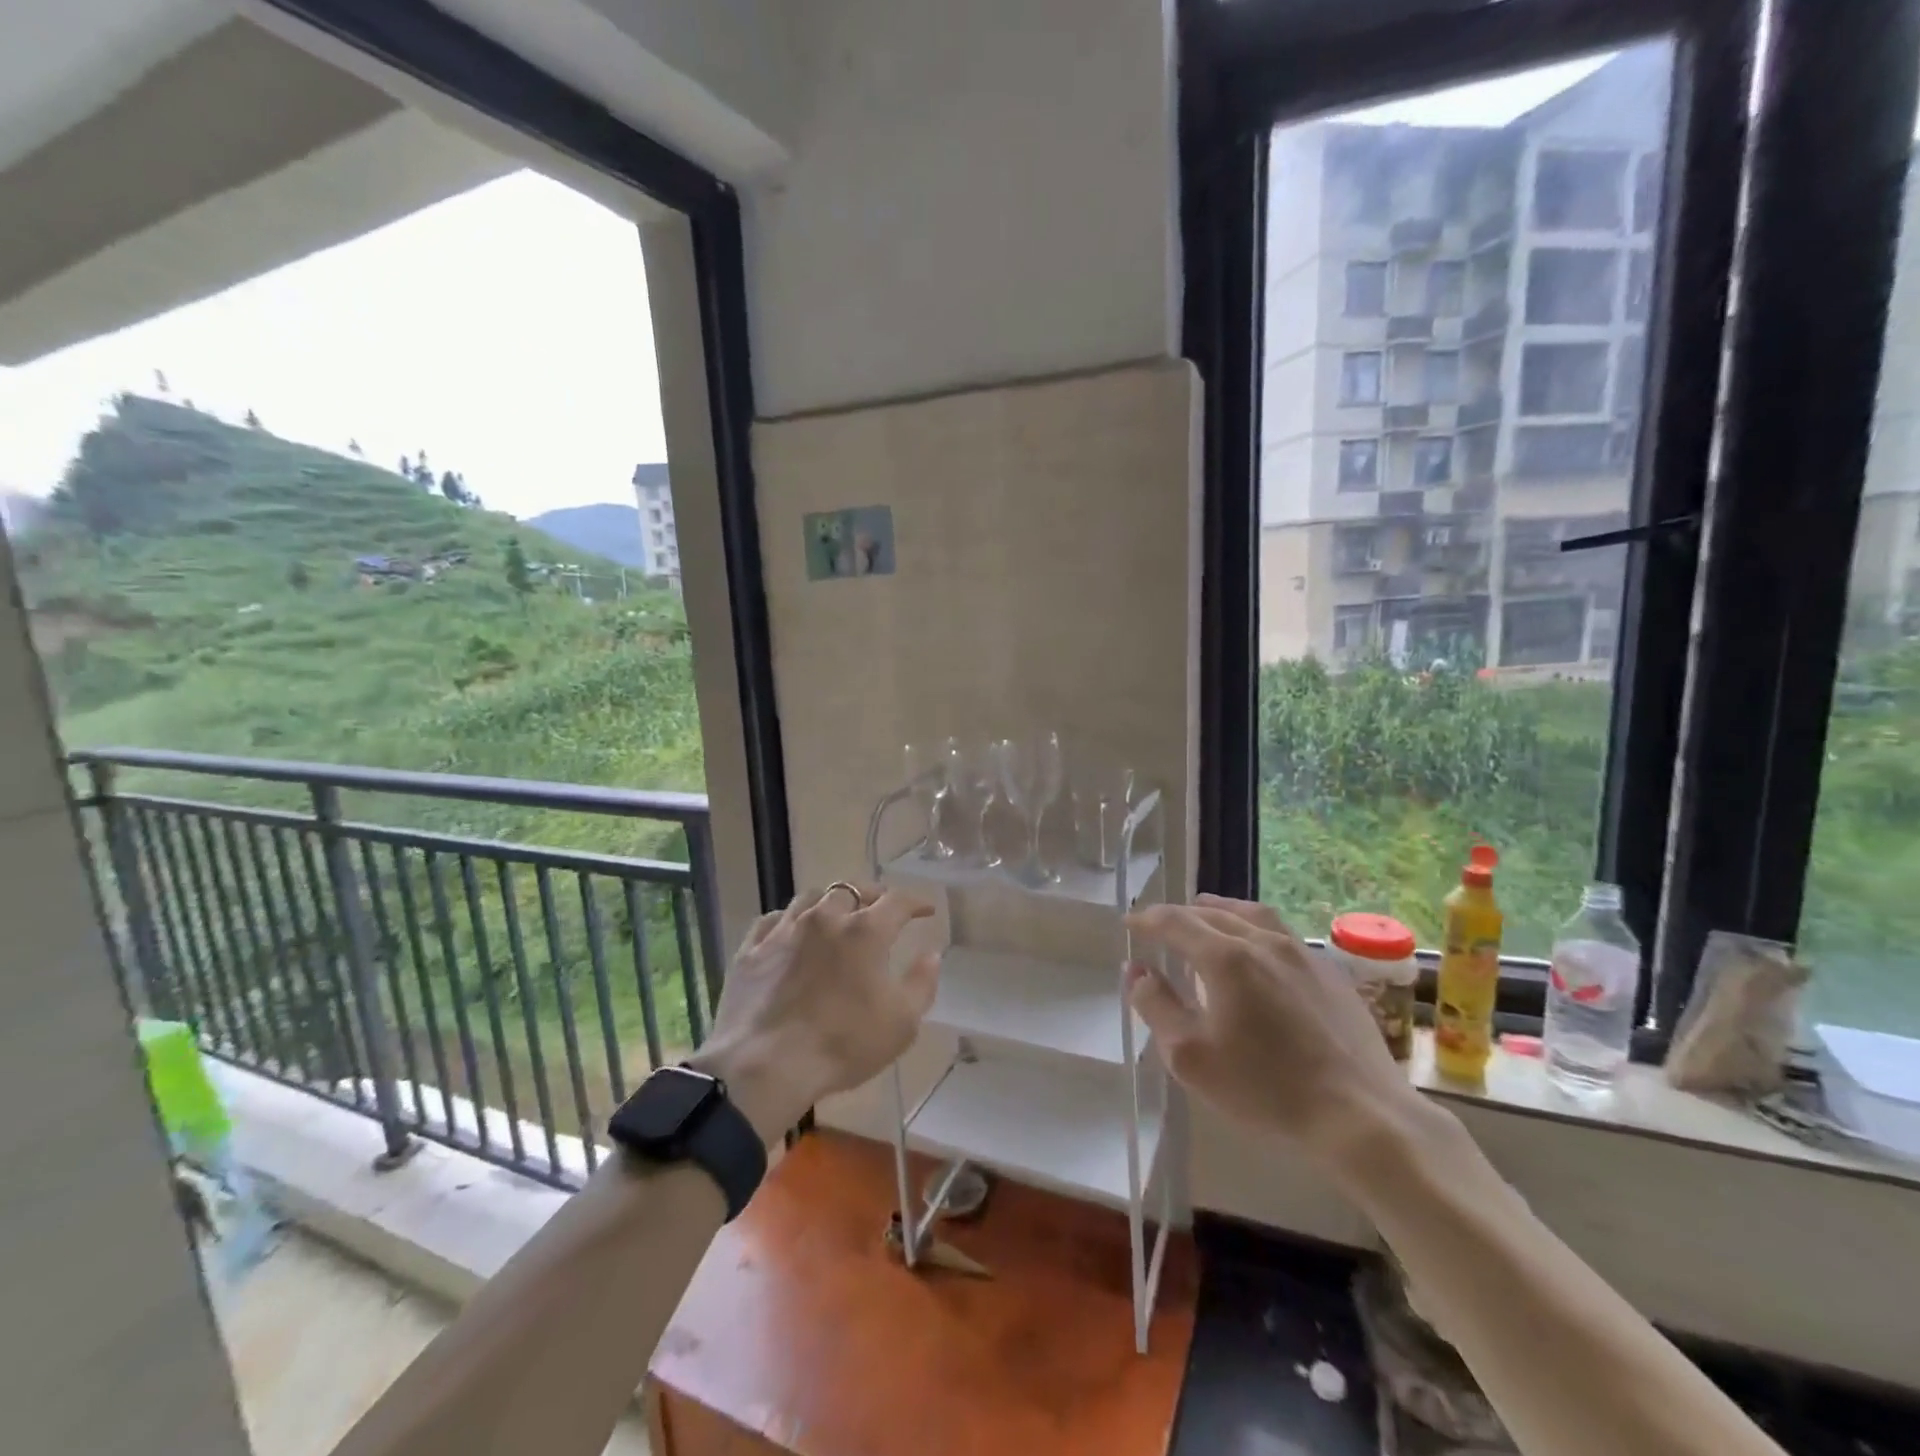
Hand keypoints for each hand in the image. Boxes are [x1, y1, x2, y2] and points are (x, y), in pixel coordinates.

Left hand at [687, 884, 938, 1142]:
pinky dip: (788, 919)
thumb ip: (921, 983)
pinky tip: (790, 930)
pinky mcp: (751, 949)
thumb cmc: (843, 1045)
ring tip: (836, 914)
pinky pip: (772, 920)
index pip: (897, 901)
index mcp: (865, 931)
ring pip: (810, 898)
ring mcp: (784, 930)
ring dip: (829, 902)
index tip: (925, 910)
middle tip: (880, 909)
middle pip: (851, 890)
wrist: (766, 1066)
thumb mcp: (901, 1023)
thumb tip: (931, 954)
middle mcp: (825, 918)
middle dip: (871, 895)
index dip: (916, 902)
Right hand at [1125, 894, 1427, 1182]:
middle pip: (1212, 912)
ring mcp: (1302, 954)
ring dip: (1220, 911)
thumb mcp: (1191, 1056)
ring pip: (1252, 914)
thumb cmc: (1265, 1088)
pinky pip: (1282, 934)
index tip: (1130, 923)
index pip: (1175, 922)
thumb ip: (1156, 1006)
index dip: (1147, 919)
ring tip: (1207, 916)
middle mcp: (1263, 941)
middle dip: (1180, 915)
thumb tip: (1137, 970)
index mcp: (1225, 957)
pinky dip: (1255, 929)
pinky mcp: (1330, 973)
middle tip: (1161, 925)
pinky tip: (1258, 952)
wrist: (1361, 1115)